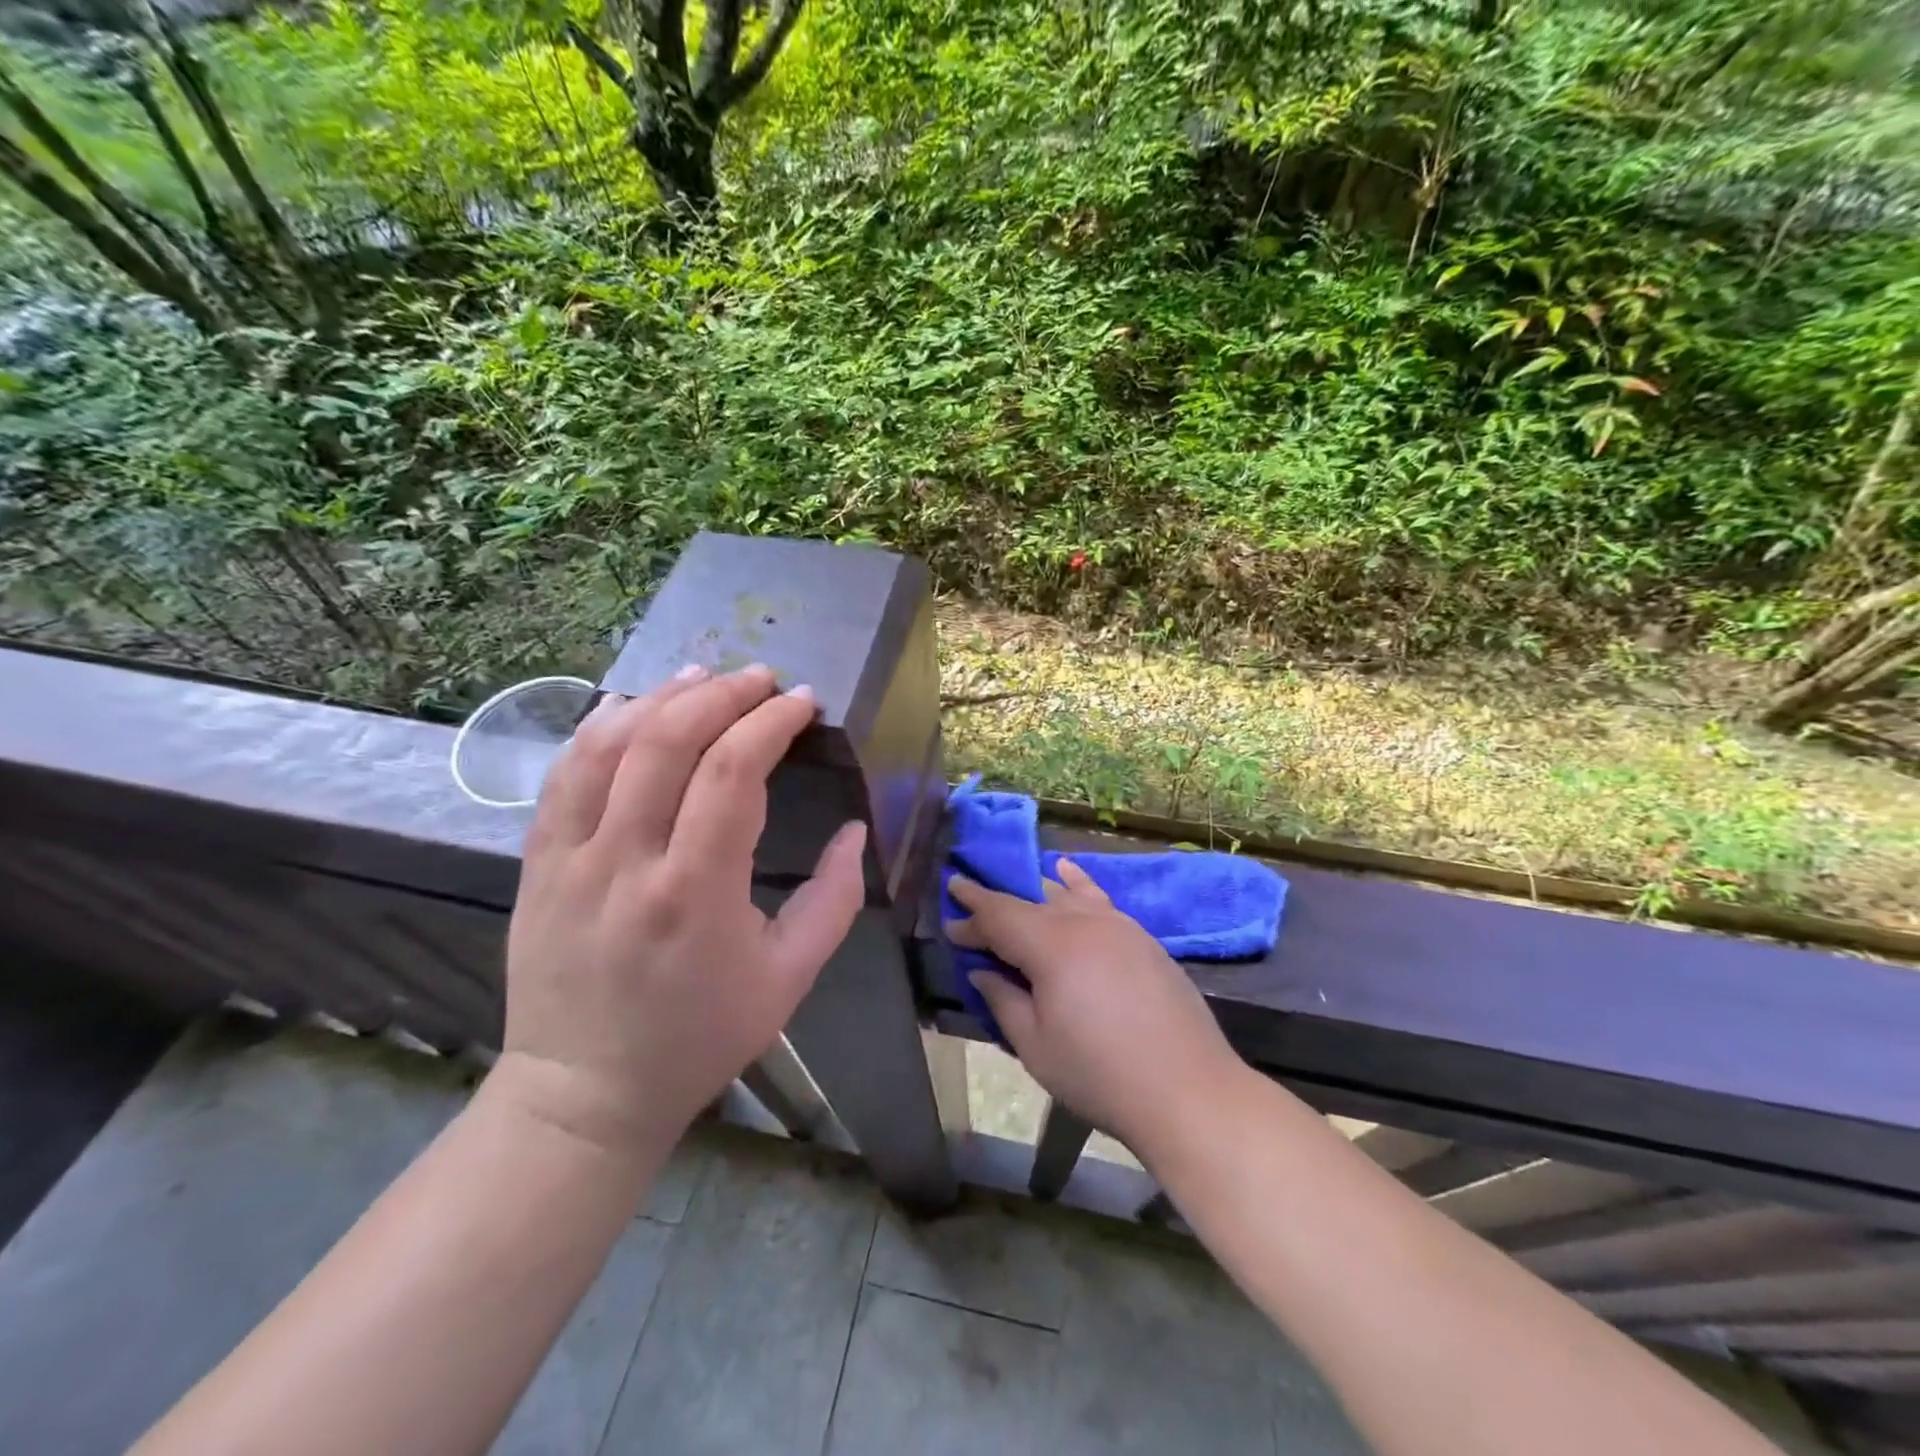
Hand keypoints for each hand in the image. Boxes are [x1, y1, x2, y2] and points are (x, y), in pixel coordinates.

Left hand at [497, 665, 866, 1156]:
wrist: (585, 1092)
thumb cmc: (699, 1037)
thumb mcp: (789, 979)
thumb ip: (834, 899)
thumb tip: (856, 831)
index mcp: (695, 892)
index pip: (733, 773)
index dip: (771, 723)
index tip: (803, 702)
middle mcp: (626, 862)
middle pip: (668, 741)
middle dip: (723, 694)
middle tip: (762, 679)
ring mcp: (570, 859)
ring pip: (607, 745)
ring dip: (661, 698)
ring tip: (704, 677)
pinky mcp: (536, 863)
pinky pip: (562, 774)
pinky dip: (599, 728)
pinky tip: (632, 707)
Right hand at [948, 861, 1243, 1159]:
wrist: (1189, 1091)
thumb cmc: (1100, 1075)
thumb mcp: (1035, 1046)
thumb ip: (1003, 999)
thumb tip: (982, 970)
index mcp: (1052, 946)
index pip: (999, 916)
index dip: (971, 913)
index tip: (949, 912)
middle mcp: (1084, 922)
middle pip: (1030, 903)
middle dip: (997, 907)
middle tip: (971, 913)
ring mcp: (1119, 926)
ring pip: (1065, 896)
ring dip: (1033, 893)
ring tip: (1010, 889)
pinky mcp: (1143, 938)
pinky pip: (1100, 899)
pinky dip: (1077, 883)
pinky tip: (1066, 873)